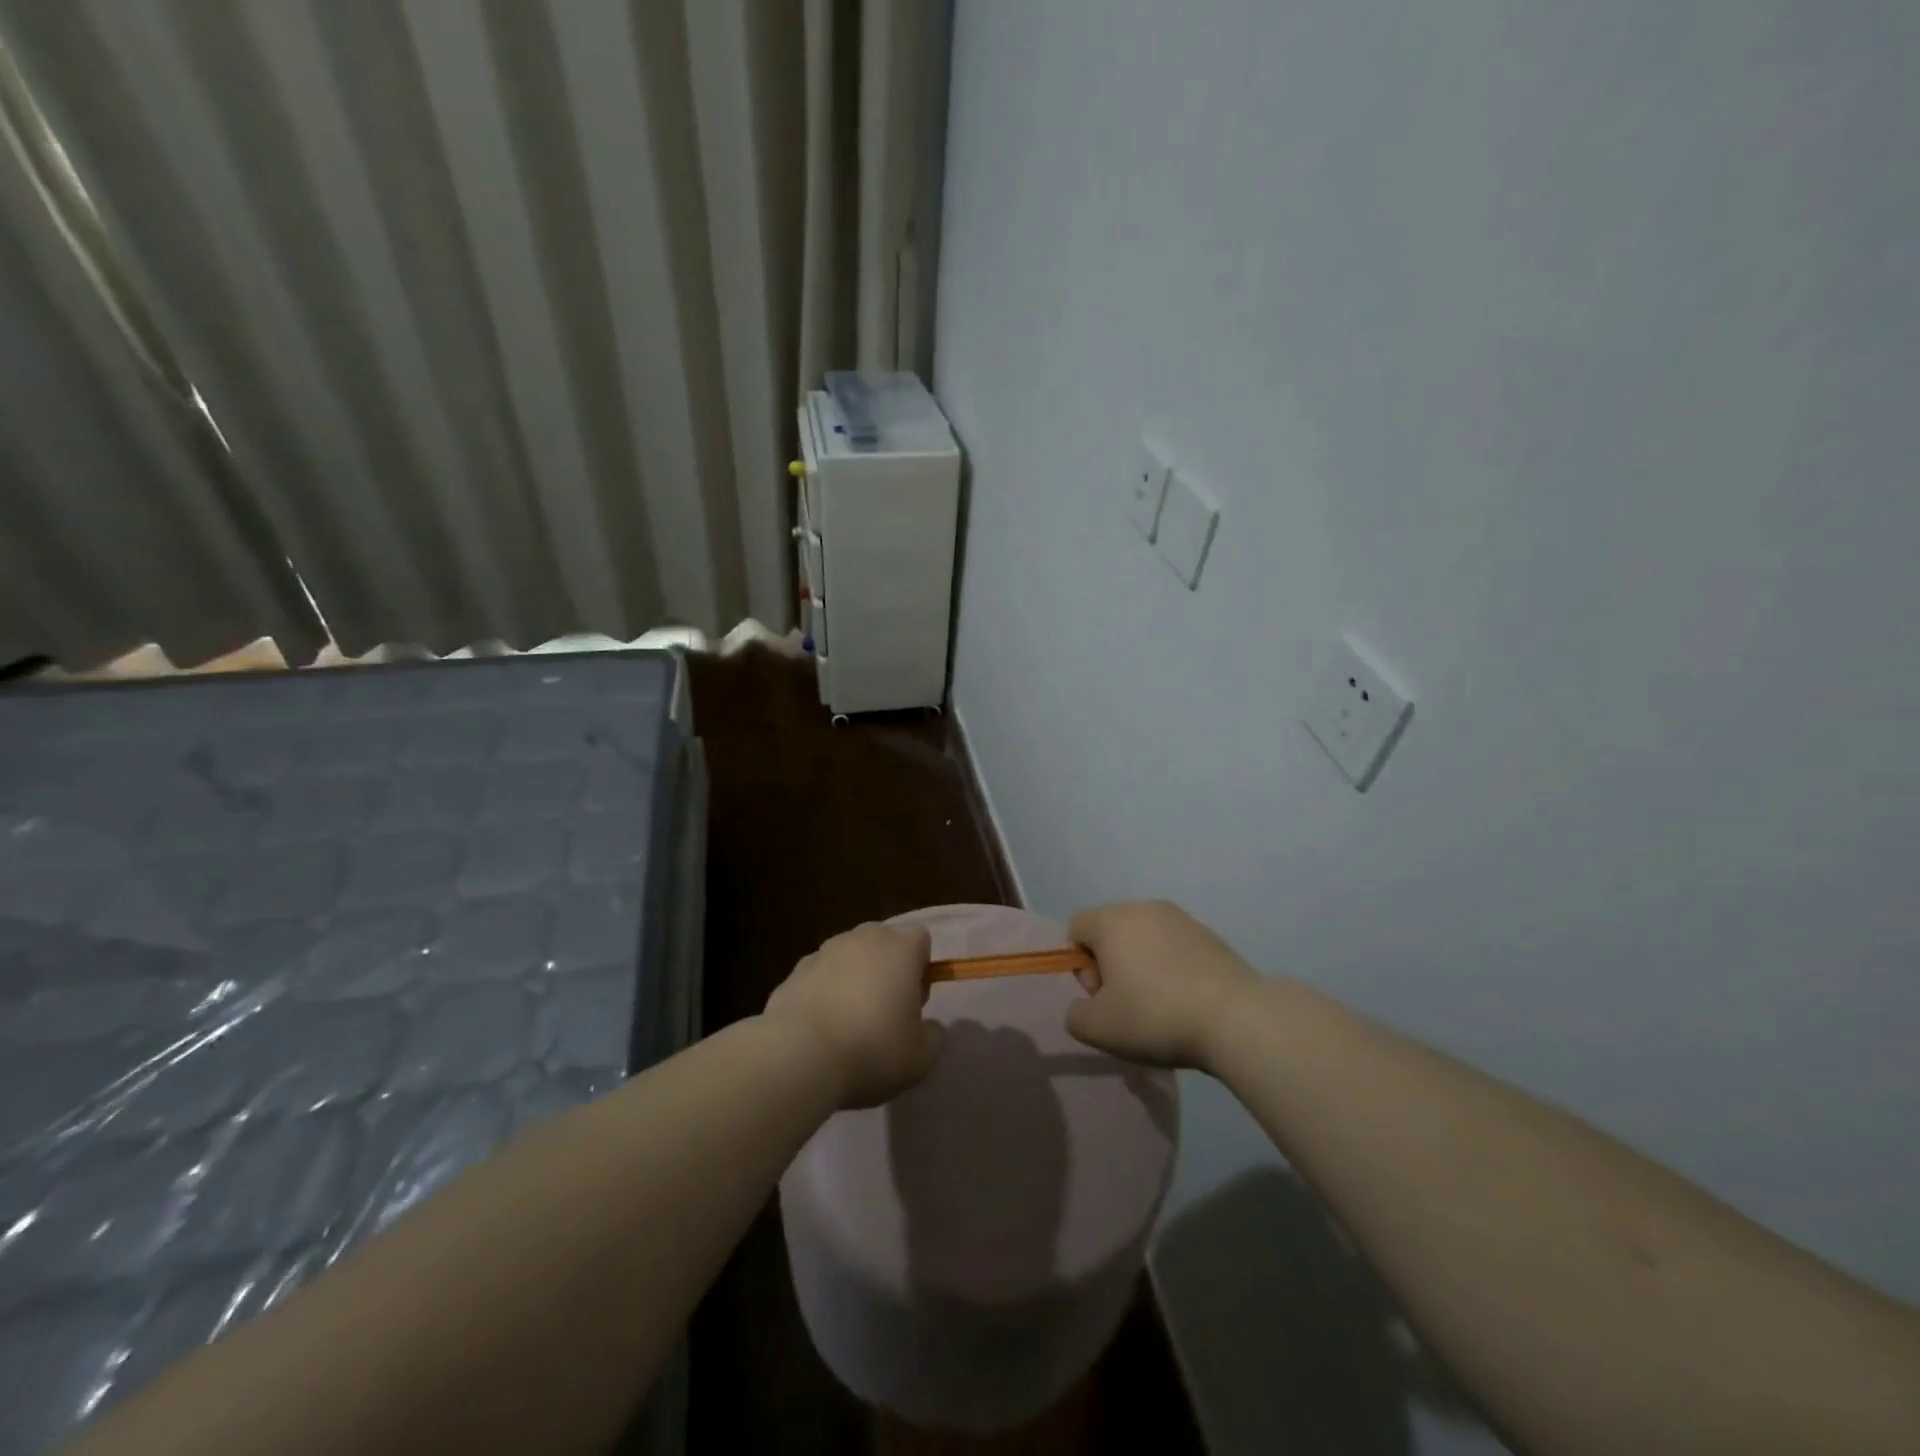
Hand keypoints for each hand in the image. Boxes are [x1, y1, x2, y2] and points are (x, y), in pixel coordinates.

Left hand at [764, 922, 942, 1107]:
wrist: (799, 1055)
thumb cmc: (872, 1050)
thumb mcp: (921, 1057)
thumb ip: (933, 1035)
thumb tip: (930, 1027)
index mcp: (900, 949)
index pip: (921, 939)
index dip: (922, 968)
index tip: (914, 1001)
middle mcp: (863, 938)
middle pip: (883, 942)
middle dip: (887, 967)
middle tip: (885, 1010)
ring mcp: (825, 951)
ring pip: (849, 956)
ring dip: (853, 977)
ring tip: (848, 1021)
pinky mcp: (795, 970)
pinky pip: (820, 975)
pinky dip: (824, 991)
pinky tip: (820, 1027)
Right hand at [1066, 900, 1259, 1071]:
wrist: (1236, 1017)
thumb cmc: (1155, 1015)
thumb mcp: (1099, 1028)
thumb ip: (1076, 1015)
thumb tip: (1085, 1006)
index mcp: (1111, 920)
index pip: (1076, 928)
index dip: (1080, 965)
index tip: (1102, 996)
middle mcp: (1143, 907)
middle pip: (1110, 932)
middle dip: (1111, 965)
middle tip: (1128, 1004)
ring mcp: (1181, 918)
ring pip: (1144, 939)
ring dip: (1142, 966)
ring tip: (1160, 1005)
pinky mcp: (1210, 935)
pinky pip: (1175, 947)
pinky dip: (1172, 968)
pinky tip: (1187, 1000)